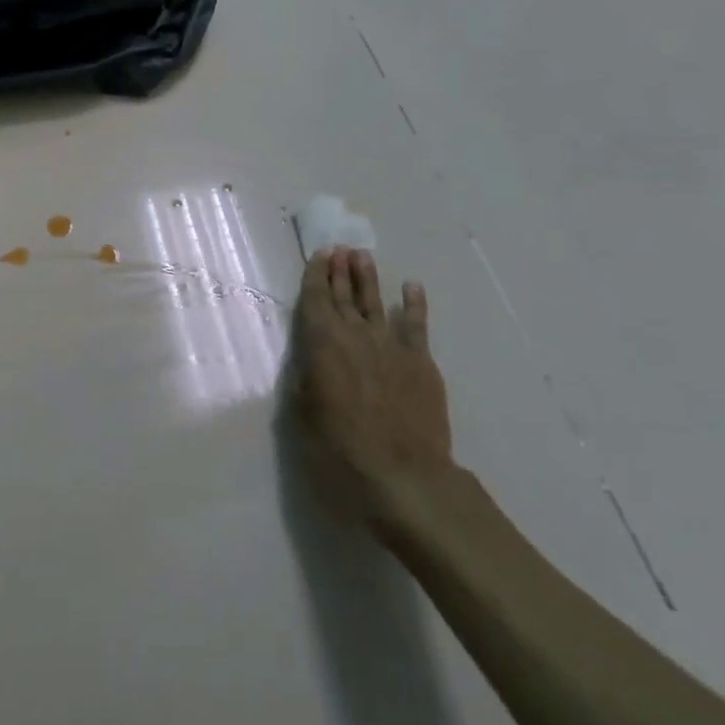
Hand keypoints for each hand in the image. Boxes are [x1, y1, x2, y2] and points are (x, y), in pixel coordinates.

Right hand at [290, 247, 454, 522]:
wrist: (405, 477)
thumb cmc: (342, 451)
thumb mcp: (304, 417)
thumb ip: (305, 381)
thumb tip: (309, 361)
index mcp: (322, 345)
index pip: (315, 300)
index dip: (316, 276)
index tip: (319, 255)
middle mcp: (355, 336)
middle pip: (345, 295)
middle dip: (339, 270)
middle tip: (338, 247)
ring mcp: (390, 346)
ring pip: (376, 302)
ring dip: (369, 278)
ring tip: (363, 255)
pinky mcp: (420, 362)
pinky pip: (416, 325)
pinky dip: (413, 304)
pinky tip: (411, 287)